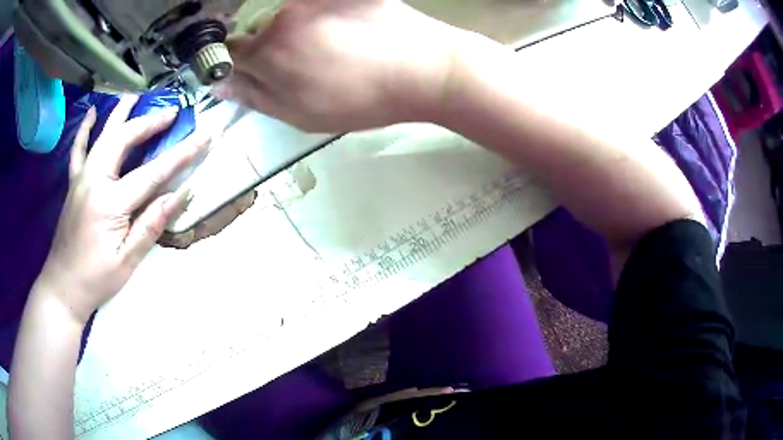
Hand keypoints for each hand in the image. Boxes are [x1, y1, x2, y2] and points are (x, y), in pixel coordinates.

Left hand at [38, 95, 209, 323]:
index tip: (205, 136)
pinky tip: (93, 113)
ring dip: (121, 114)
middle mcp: (94, 180)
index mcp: (109, 202)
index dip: (182, 154)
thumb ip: (152, 225)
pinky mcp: (73, 183)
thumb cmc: (96, 279)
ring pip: (102, 136)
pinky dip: (86, 129)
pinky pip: (78, 149)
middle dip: (150, 123)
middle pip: (124, 140)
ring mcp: (81, 178)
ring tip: (136, 96)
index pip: (152, 172)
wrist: (63, 287)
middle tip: (172, 113)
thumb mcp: (128, 260)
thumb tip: (181, 195)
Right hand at [217, 0, 459, 131]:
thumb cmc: (361, 99)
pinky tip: (342, 31)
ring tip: (330, 48)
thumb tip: (223, 86)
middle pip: (257, 31)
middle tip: (302, 66)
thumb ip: (257, 97)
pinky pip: (311, 4)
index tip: (253, 72)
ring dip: (294, 31)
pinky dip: (316, 17)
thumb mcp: (302, 114)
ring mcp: (311, 0)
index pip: (230, 52)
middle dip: (268, 48)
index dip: (237, 63)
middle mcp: (283, 17)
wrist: (422, 68)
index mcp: (270, 53)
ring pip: (286, 15)